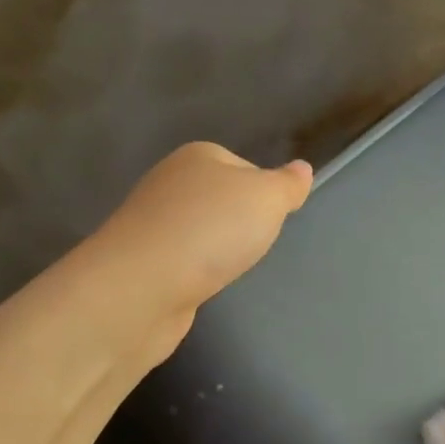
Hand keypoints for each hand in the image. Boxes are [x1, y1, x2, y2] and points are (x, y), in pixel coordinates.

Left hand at [95, 143, 312, 341]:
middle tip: (254, 247)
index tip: (273, 222)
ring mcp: (152, 223)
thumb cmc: (211, 231)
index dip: (265, 195)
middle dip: (240, 225)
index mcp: (198, 156)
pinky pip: (182, 261)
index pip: (245, 168)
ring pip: (200, 232)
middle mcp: (170, 183)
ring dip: (216, 250)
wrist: (142, 287)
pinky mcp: (142, 262)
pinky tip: (202, 286)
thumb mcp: (266, 199)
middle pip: (221, 200)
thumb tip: (302, 168)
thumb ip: (287, 185)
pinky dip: (195, 273)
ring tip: (228, 269)